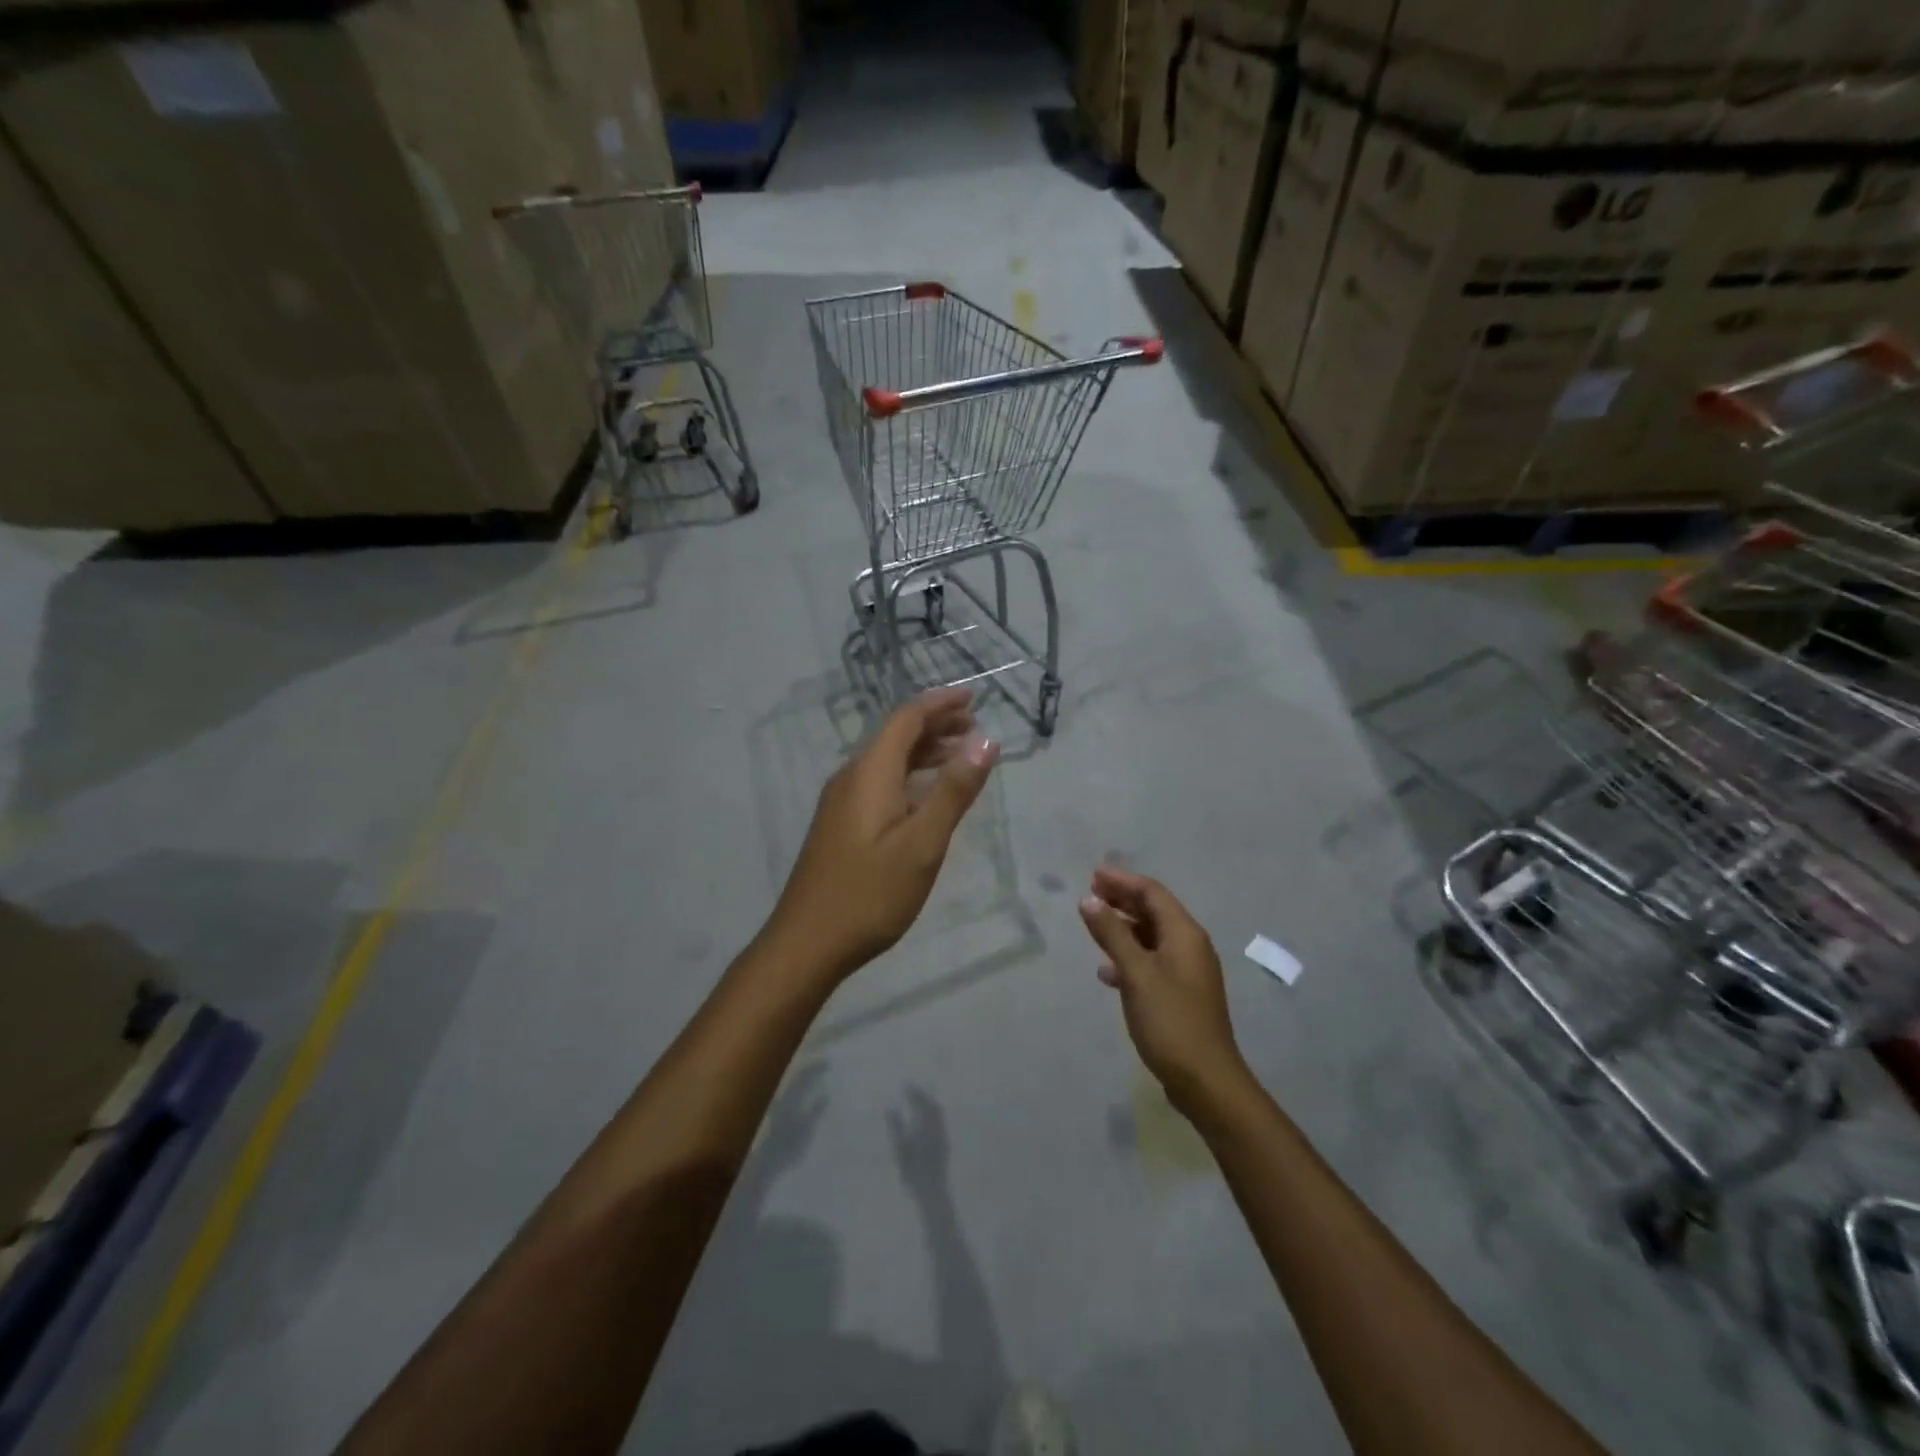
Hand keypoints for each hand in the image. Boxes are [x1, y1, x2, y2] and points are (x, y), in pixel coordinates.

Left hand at [763, 687, 997, 983]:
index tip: (974, 696)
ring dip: (923, 750)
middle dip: (935, 724)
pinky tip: (925, 795)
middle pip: (895, 734)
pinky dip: (909, 775)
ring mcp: (841, 801)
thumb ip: (954, 791)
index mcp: (870, 773)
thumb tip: (986, 741)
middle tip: (975, 726)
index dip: (940, 703)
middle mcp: (851, 777)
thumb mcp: (922, 843)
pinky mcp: (840, 823)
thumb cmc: (870, 893)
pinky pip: (879, 781)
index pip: (906, 718)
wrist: (807, 942)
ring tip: (959, 755)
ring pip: (887, 759)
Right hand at [886, 1085, 949, 1199]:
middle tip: (912, 1090)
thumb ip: (896, 1126)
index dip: (914, 1093)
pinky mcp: (945, 1145)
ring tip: (918, 1101)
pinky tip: (924, 1120)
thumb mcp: (900, 1149)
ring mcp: (943, 1136)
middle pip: (933, 1105)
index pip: (922, 1103)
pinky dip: (932, 1114)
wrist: (932, 1191)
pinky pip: (940, 1122)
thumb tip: (889, 1108)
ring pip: (938, 1114)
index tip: (906, 1085)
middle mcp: (938, 1128)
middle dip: (923, 1095)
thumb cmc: (913, 1171)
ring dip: (928, 1104)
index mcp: (928, 1126)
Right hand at [1079, 867, 1248, 1113]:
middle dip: (1122, 900)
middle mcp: (1189, 946)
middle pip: (1153, 911)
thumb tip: (1089, 900)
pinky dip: (1129, 957)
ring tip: (1093, 925)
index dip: (1122, 881)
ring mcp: (1187, 972)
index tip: (1093, 875)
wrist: (1205, 1080)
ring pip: (1151, 937)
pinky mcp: (1180, 995)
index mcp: (1185, 934)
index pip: (1152, 893)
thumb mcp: (1136, 974)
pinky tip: (1106, 971)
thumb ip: (1112, 934)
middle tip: (1090, 892)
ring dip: (1123, 927)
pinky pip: (1151, 962)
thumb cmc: (1170, 1021)